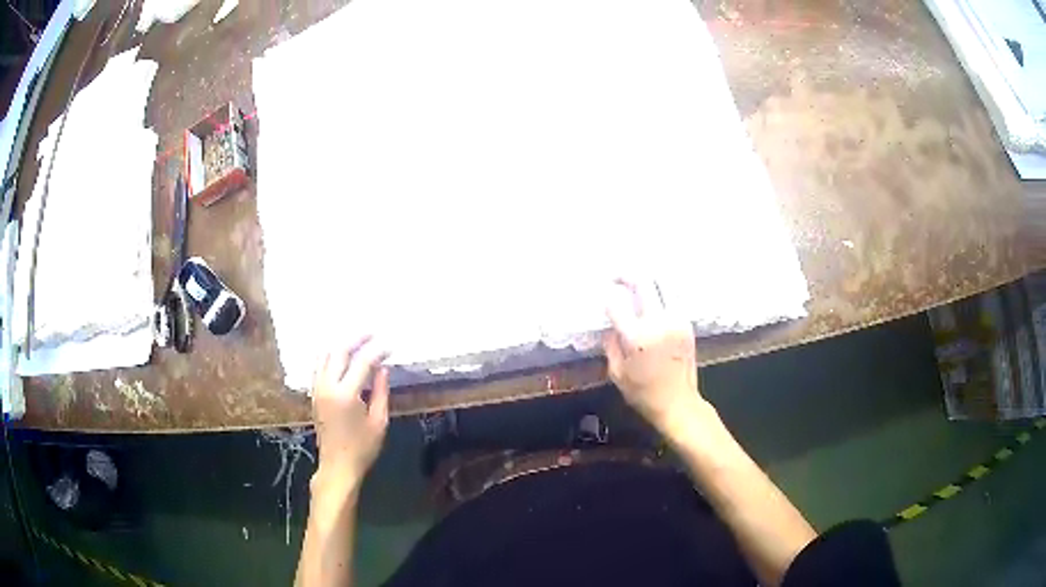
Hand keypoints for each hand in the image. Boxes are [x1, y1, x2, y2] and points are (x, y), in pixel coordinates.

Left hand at [311, 336, 389, 491]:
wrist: (337, 466)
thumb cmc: (362, 448)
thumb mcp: (379, 422)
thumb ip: (381, 392)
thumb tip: (383, 369)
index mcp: (346, 394)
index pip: (362, 362)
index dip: (377, 350)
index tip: (390, 345)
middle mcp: (328, 386)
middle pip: (339, 351)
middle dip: (356, 339)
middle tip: (372, 333)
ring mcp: (318, 389)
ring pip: (325, 355)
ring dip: (341, 344)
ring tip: (357, 340)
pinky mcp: (314, 394)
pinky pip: (318, 366)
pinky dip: (329, 355)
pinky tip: (339, 355)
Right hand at [603, 279, 705, 435]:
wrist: (678, 403)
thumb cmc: (644, 394)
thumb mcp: (617, 373)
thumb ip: (611, 345)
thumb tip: (611, 326)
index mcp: (637, 337)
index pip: (617, 303)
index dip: (607, 298)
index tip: (603, 297)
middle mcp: (658, 322)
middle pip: (643, 282)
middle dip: (626, 275)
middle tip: (616, 277)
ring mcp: (676, 320)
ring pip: (663, 284)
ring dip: (647, 278)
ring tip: (637, 281)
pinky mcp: (687, 323)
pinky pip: (674, 297)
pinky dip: (662, 290)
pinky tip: (654, 294)